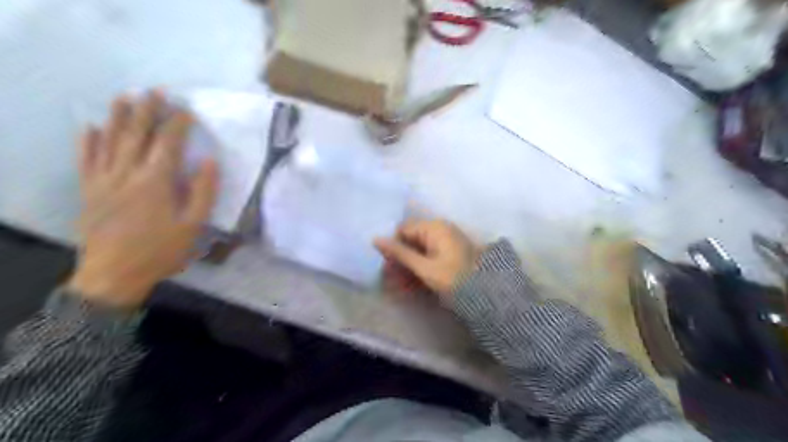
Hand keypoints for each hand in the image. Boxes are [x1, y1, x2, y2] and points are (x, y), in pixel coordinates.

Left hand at [67, 92, 217, 309]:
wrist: (114, 274)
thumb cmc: (161, 251)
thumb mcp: (193, 225)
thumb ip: (203, 192)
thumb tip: (208, 161)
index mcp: (156, 182)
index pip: (167, 144)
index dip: (177, 124)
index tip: (186, 110)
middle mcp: (126, 173)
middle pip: (136, 134)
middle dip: (147, 111)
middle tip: (155, 91)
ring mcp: (103, 180)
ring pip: (109, 141)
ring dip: (118, 117)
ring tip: (125, 97)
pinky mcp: (88, 190)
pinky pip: (86, 160)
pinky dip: (88, 142)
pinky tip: (90, 127)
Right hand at [374, 217, 480, 300]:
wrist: (489, 292)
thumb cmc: (454, 277)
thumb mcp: (424, 267)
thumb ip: (400, 253)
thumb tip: (375, 239)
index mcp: (433, 228)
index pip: (403, 230)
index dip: (392, 246)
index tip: (385, 266)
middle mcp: (439, 230)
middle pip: (410, 241)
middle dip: (399, 260)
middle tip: (388, 279)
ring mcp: (445, 242)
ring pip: (418, 252)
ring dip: (407, 268)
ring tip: (398, 287)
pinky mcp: (449, 254)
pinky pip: (428, 258)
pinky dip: (419, 270)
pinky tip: (411, 285)